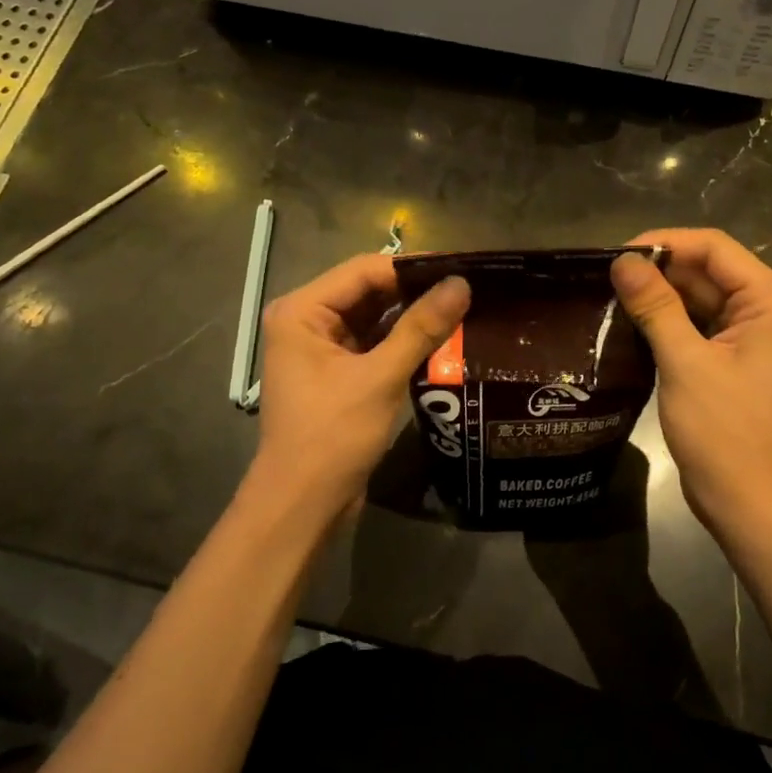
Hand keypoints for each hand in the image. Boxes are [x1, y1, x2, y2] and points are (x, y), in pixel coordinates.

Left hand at [254, 253, 470, 515]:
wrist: (302, 505)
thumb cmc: (332, 436)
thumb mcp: (380, 378)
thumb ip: (421, 327)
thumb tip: (462, 284)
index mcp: (302, 311)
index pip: (364, 271)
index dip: (412, 267)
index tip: (461, 268)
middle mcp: (307, 321)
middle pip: (369, 291)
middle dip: (416, 291)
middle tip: (469, 288)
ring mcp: (321, 349)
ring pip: (375, 318)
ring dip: (413, 317)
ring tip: (464, 309)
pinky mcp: (337, 374)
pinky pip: (374, 344)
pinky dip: (404, 342)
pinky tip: (442, 340)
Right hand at [611, 230, 771, 524]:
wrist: (749, 501)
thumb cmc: (724, 431)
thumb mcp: (685, 362)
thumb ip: (655, 306)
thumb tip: (622, 261)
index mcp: (771, 300)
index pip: (714, 248)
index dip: (664, 243)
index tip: (616, 255)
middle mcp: (767, 309)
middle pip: (707, 270)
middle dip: (658, 271)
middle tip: (604, 277)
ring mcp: (751, 335)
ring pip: (699, 297)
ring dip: (659, 296)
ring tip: (609, 295)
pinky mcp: (733, 358)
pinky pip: (698, 324)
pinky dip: (667, 321)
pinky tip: (629, 322)